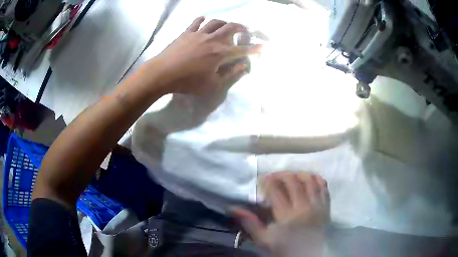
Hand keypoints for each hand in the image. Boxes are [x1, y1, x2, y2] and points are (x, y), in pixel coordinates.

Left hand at [148, 17, 261, 95]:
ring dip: (224, 22)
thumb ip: (230, 75)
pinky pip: (196, 22)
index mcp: (220, 53)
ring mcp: (198, 34)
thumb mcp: (212, 85)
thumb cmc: (188, 82)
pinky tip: (204, 20)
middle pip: (230, 27)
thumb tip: (243, 66)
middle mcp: (212, 39)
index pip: (242, 49)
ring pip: (215, 22)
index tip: (263, 46)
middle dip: (241, 27)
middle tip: (245, 29)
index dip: (254, 48)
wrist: (163, 74)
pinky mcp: (186, 33)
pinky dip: (202, 19)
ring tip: (226, 26)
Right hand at [232, 171, 329, 253]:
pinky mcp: (326, 207)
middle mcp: (303, 207)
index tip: (261, 179)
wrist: (308, 255)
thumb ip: (250, 223)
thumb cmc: (285, 248)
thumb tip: (234, 208)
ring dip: (299, 174)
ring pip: (309, 181)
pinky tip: (310, 179)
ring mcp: (317, 206)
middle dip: (281, 175)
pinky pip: (324, 188)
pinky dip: (317, 180)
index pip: (275, 190)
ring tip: (291, 176)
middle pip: (292, 182)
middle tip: (274, 176)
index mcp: (286, 215)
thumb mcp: (264, 240)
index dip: (266, 181)